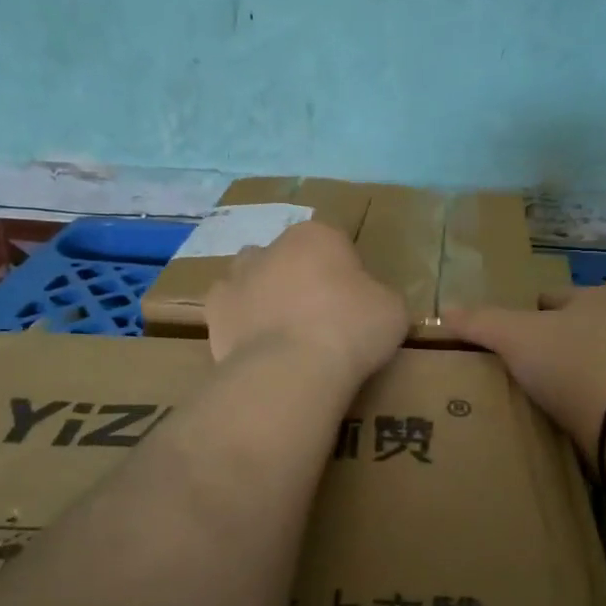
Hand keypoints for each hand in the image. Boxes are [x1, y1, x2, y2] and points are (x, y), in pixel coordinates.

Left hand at [204, 220, 406, 382]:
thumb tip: (369, 303)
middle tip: (321, 319)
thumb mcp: (392, 310)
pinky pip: (231, 313)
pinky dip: (242, 325)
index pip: (335, 244)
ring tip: (286, 336)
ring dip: (266, 296)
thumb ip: (378, 296)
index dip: (347, 273)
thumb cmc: (350, 330)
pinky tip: (259, 351)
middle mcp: (271, 246)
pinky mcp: (214, 312)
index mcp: (317, 235)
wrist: (290, 370)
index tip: (355, 304)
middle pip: (290, 257)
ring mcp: (236, 277)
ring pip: (253, 279)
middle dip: (301, 279)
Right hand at [444, 286, 605, 463]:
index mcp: (602, 296)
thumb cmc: (570, 363)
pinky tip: (563, 416)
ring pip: (585, 362)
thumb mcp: (513, 336)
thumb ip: (479, 321)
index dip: (522, 317)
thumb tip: (444, 309)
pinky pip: (601, 393)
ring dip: (565, 375)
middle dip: (546, 346)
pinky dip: (582, 401)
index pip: (550, 299)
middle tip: (516, 370)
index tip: (504, 343)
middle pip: (569, 330)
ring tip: (535, 397)